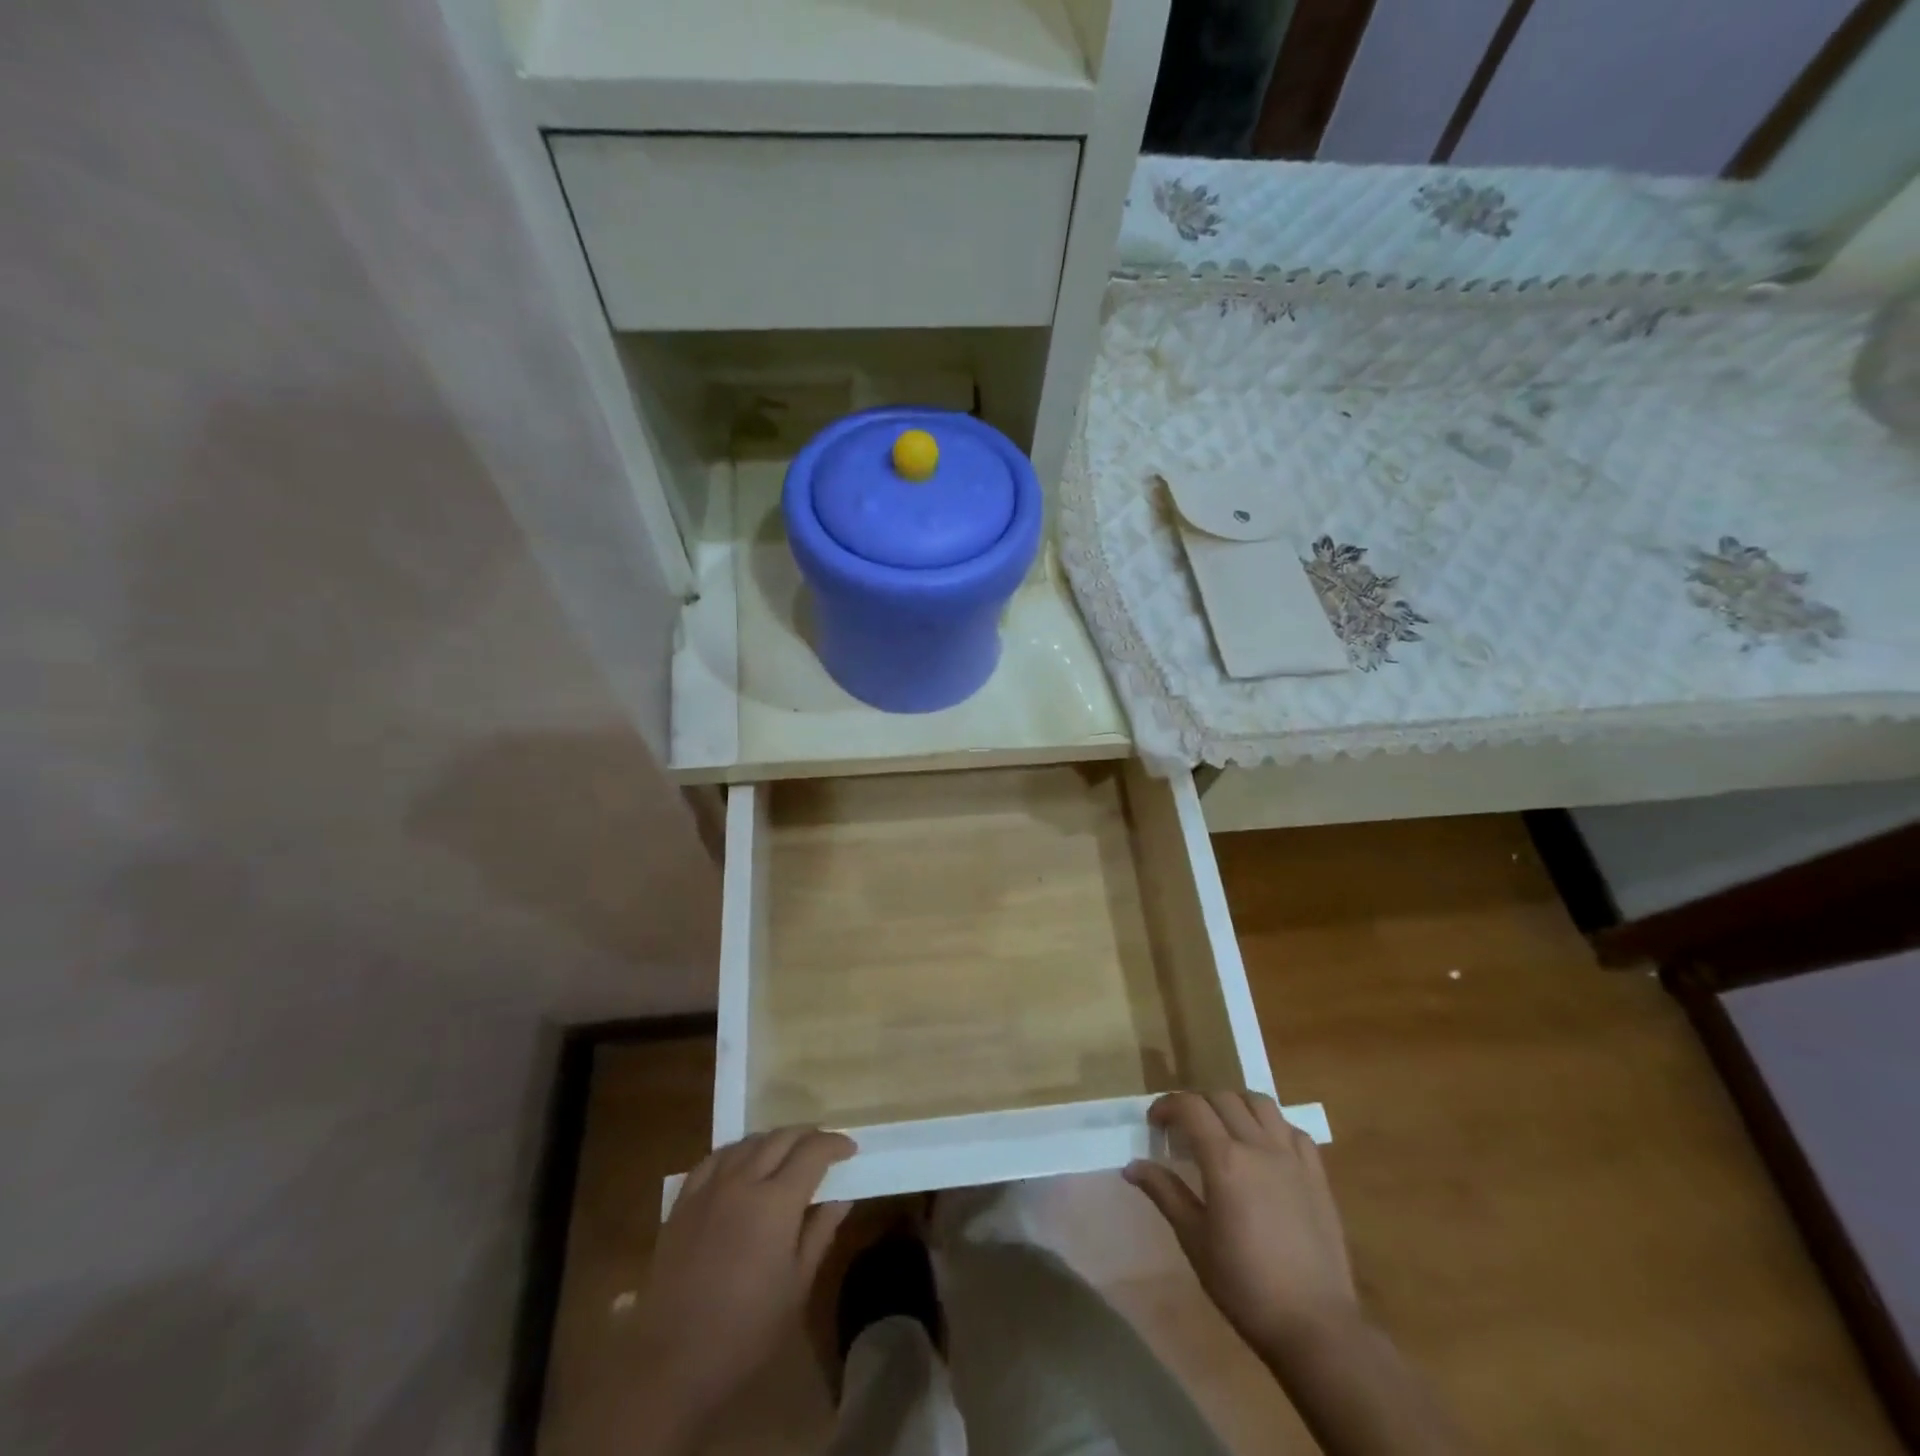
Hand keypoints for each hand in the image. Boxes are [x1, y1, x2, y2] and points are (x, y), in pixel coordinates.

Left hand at [628, 1128, 854, 1445]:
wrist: (673, 1361)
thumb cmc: (746, 1330)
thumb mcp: (797, 1286)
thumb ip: (820, 1232)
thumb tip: (841, 1197)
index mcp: (776, 1202)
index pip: (813, 1152)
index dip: (835, 1143)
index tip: (850, 1149)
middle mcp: (743, 1181)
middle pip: (781, 1138)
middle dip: (808, 1135)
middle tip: (824, 1147)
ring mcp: (709, 1188)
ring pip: (748, 1142)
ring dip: (774, 1140)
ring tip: (787, 1153)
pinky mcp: (683, 1201)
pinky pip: (714, 1158)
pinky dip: (737, 1151)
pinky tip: (742, 1162)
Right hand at [1125, 1091, 1359, 1354]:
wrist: (1315, 1326)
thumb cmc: (1245, 1285)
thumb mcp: (1194, 1240)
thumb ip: (1165, 1193)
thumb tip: (1132, 1166)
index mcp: (1225, 1160)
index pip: (1190, 1106)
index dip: (1167, 1106)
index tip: (1155, 1124)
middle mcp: (1259, 1146)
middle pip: (1222, 1098)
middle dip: (1197, 1105)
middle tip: (1184, 1130)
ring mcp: (1293, 1157)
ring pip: (1260, 1103)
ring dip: (1235, 1105)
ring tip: (1224, 1128)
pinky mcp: (1317, 1175)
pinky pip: (1293, 1130)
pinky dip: (1273, 1126)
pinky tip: (1265, 1148)